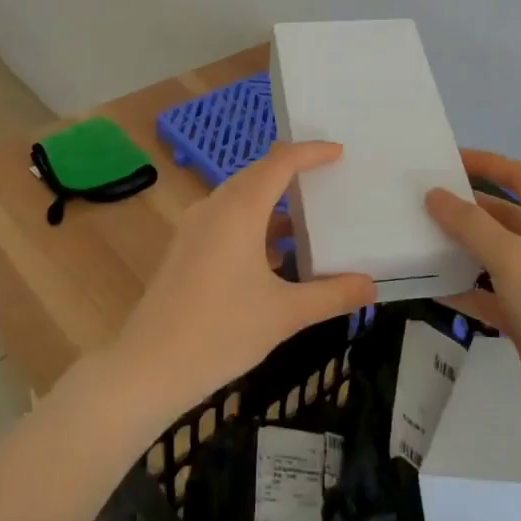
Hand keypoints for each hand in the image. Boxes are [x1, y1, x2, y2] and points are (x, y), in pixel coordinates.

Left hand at [112, 142, 376, 421]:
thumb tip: (372, 287)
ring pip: (240, 199)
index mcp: (239, 211)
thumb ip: (332, 296)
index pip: (280, 162)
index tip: (339, 153)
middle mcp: (214, 208)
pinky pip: (226, 221)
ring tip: (309, 221)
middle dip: (293, 174)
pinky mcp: (185, 249)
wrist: (148, 367)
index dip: (311, 152)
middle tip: (328, 180)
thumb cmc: (221, 332)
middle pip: (258, 175)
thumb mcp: (285, 314)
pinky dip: (255, 226)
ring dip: (273, 204)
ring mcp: (194, 228)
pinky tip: (276, 258)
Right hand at [427, 150, 520, 428]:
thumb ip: (470, 225)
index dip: (488, 164)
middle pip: (503, 217)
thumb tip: (435, 195)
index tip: (449, 161)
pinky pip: (488, 294)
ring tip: (420, 240)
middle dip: (466, 209)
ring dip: (461, 248)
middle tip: (424, 203)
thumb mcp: (510, 257)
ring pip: (493, 256)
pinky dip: (464, 288)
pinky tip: (433, 286)